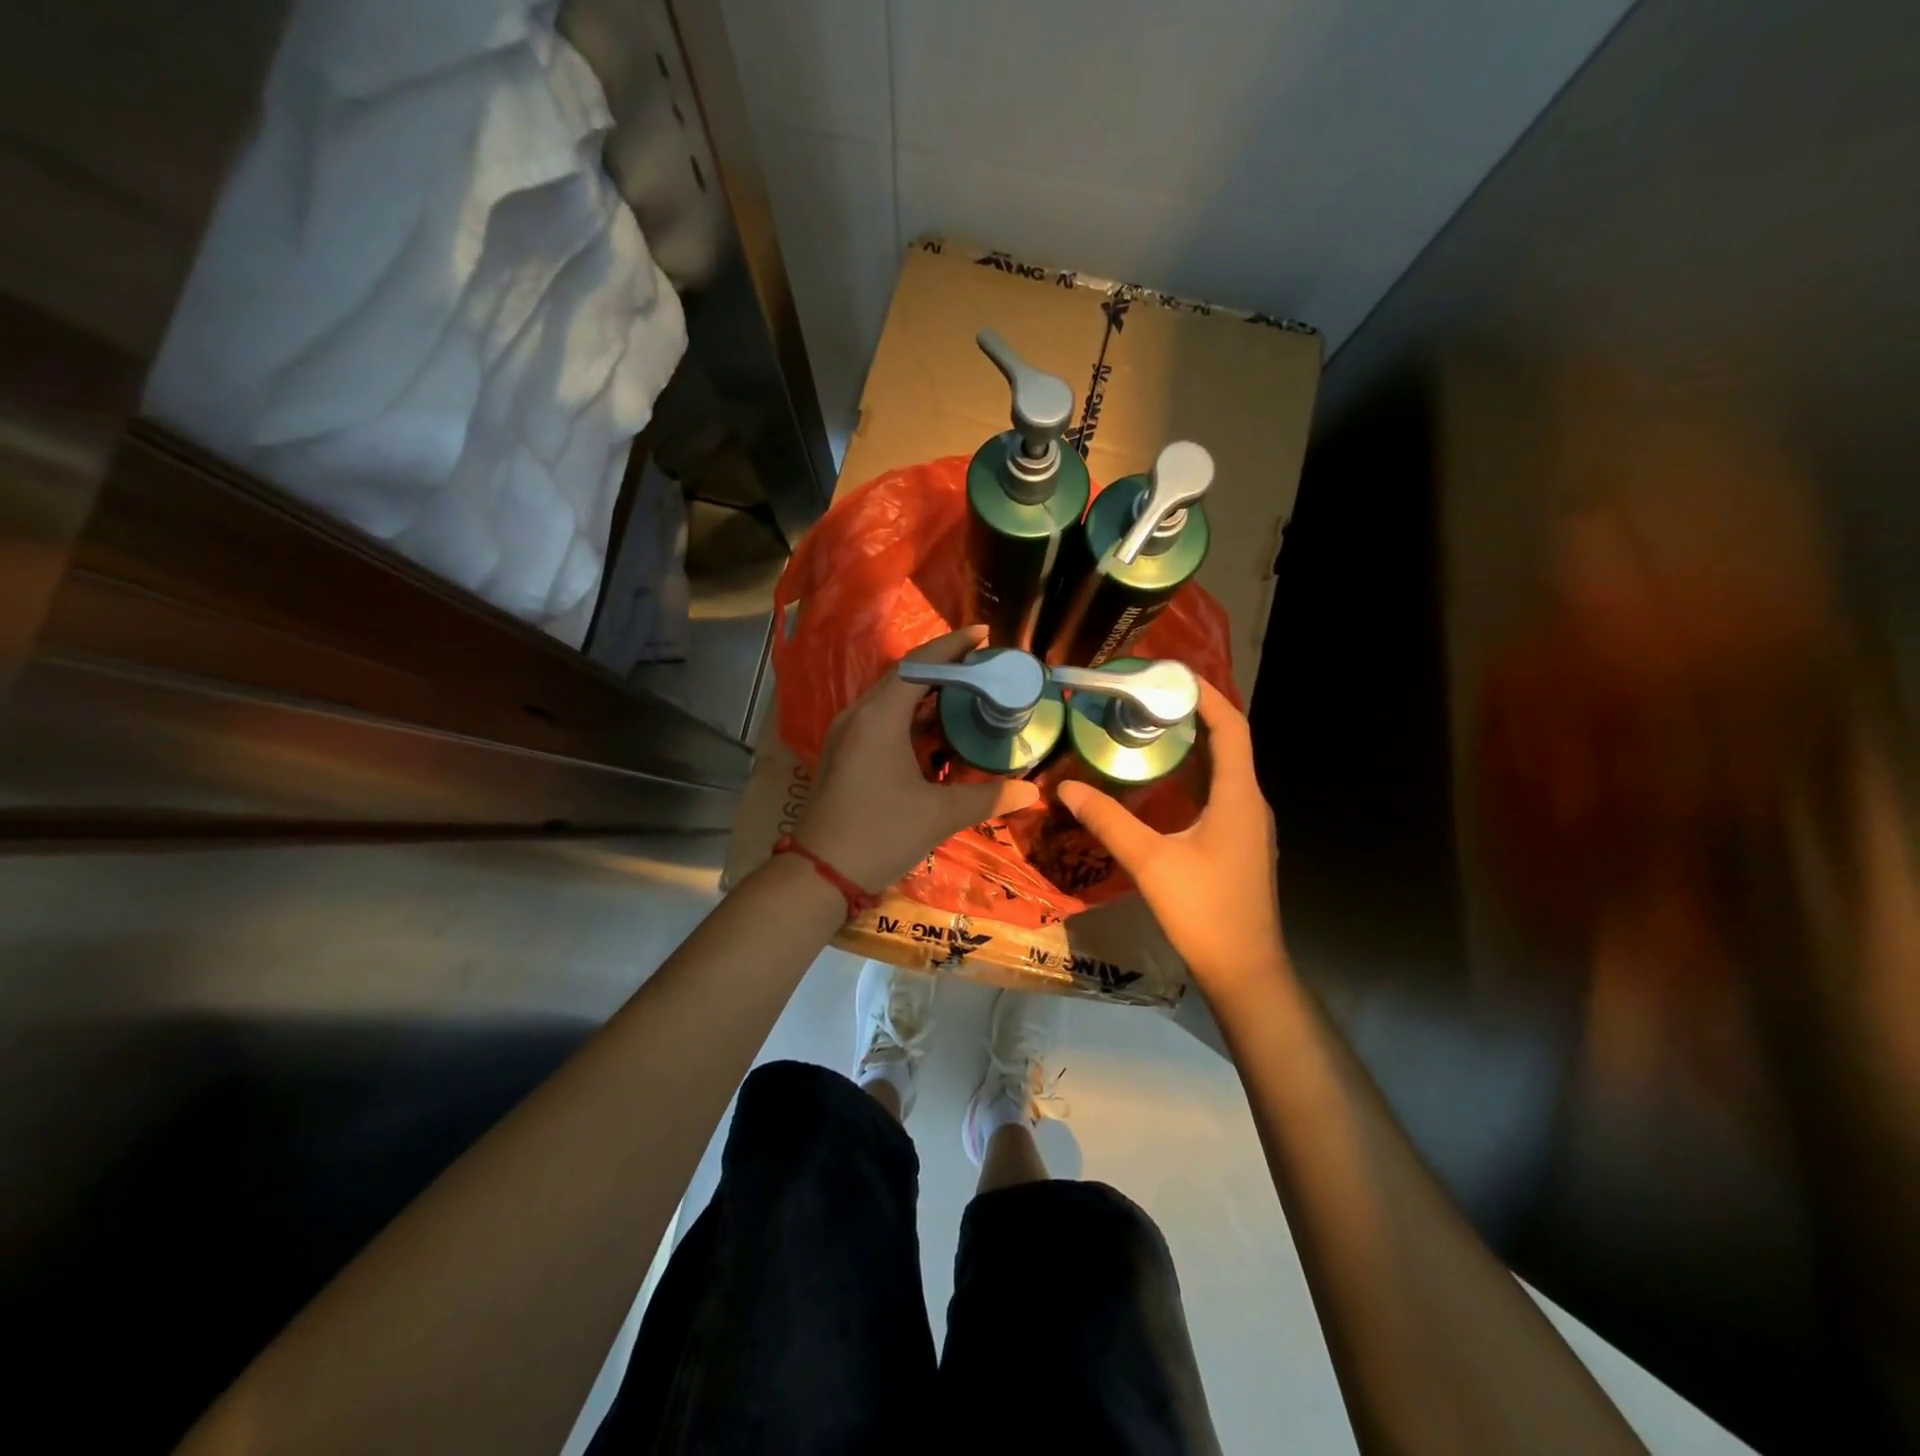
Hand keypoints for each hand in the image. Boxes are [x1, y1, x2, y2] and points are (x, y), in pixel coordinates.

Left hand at [795, 626, 1041, 892]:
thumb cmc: (879, 836)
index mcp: (879, 718)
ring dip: (928, 693)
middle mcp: (859, 716)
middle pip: (904, 676)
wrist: (819, 875)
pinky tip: (939, 730)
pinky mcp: (845, 753)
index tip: (984, 634)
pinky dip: (913, 716)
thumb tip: (1032, 792)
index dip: (953, 647)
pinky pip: (883, 719)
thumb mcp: (939, 816)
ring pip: (892, 699)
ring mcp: (847, 734)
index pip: (918, 665)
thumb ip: (988, 798)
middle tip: (985, 666)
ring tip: (969, 692)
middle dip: (945, 667)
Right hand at [1056, 682, 1285, 995]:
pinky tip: (1163, 784)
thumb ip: (1108, 820)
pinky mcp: (1240, 844)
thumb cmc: (1204, 911)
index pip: (1231, 727)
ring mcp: (1248, 825)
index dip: (1207, 695)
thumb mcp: (1149, 861)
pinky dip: (1194, 775)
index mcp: (1238, 796)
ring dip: (1193, 746)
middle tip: (1147, 699)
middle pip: (1228, 743)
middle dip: (1193, 715)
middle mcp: (1250, 802)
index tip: (1172, 675)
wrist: (1245, 971)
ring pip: (1224, 770)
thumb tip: (1065, 787)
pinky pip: (1220, 793)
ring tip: (1150, 730)